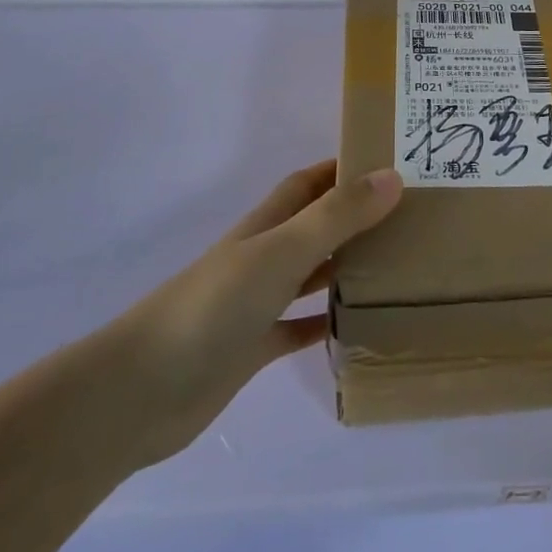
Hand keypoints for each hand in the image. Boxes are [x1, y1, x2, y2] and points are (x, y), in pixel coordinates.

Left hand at [105, 160, 402, 464]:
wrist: (143, 389)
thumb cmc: (215, 305)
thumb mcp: (282, 252)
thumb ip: (337, 216)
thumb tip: (393, 176)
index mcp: (269, 223)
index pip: (312, 181)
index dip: (345, 167)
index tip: (391, 162)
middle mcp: (265, 254)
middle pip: (316, 224)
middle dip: (355, 215)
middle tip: (408, 216)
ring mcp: (257, 301)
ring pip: (311, 273)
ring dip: (346, 266)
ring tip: (397, 264)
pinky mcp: (253, 347)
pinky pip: (298, 327)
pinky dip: (325, 323)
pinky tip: (357, 326)